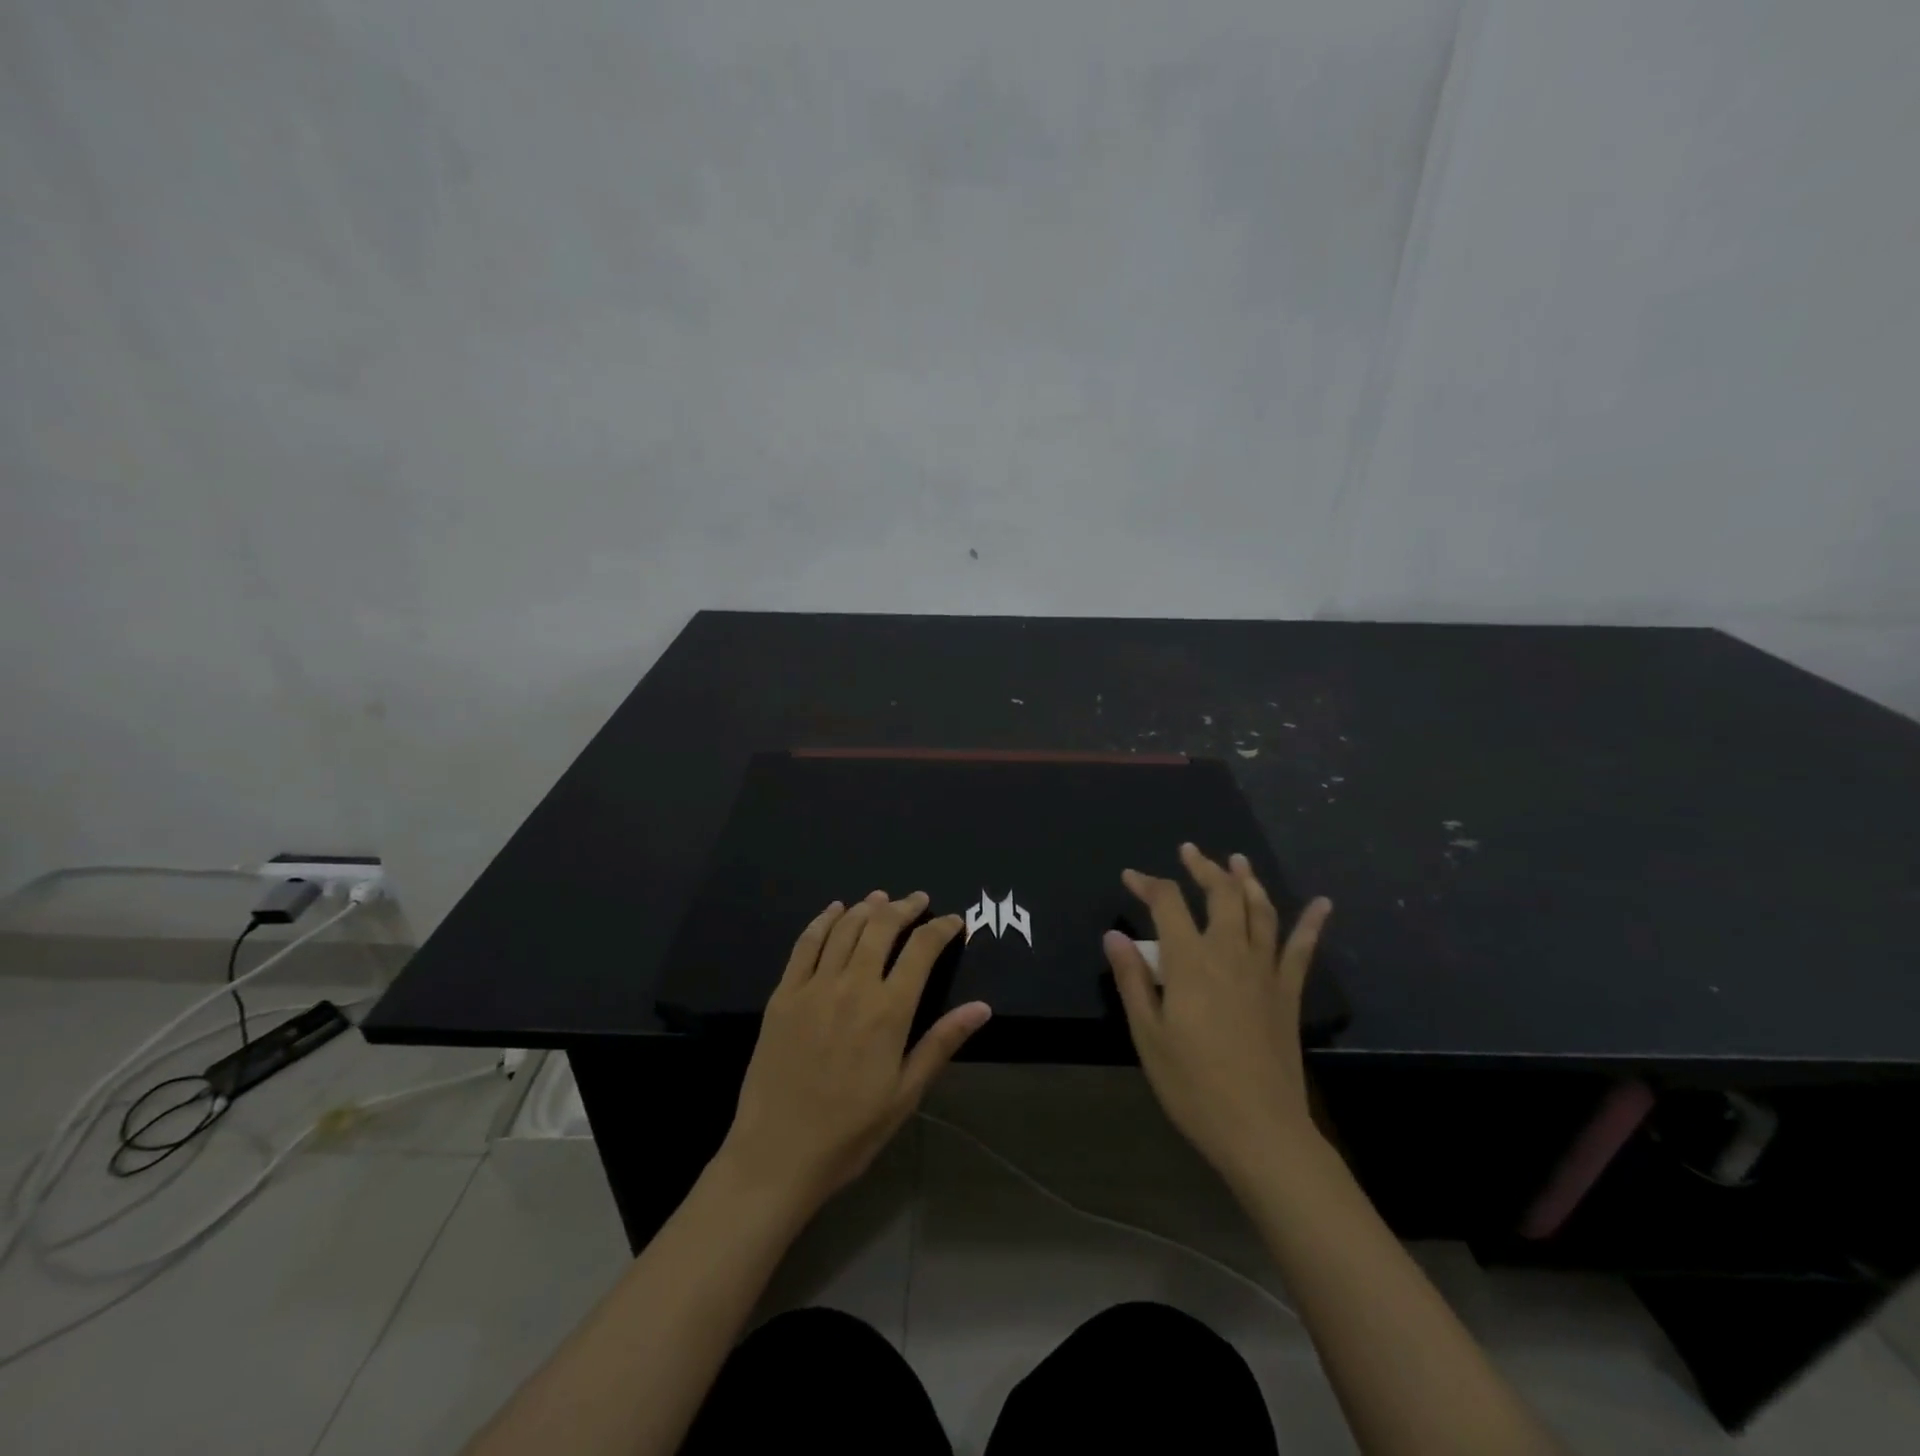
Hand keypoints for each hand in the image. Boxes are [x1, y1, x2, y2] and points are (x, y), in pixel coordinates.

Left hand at [720, 891, 991, 1210]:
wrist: (777, 1153)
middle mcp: (853, 985)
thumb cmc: (850, 1131)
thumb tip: (982, 1007)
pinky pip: (805, 944)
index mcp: (889, 1011)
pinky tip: (834, 910)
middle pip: (882, 927)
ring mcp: (814, 986)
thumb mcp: (906, 1093)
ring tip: (882, 899)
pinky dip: (823, 921)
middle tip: (918, 900)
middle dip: (905, 908)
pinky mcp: (784, 994)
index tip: (954, 920)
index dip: (941, 928)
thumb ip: (942, 1042)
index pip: (922, 950)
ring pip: (845, 928)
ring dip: (867, 907)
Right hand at [1102, 844, 1332, 1189]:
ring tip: (1237, 861)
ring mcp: (1265, 972)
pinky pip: (1302, 950)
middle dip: (1203, 868)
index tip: (1130, 877)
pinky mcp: (1288, 994)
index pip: (1168, 904)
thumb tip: (1115, 935)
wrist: (1261, 1131)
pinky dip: (1312, 924)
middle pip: (1220, 895)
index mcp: (1191, 962)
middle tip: (1189, 852)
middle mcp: (1230, 954)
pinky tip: (1323, 904)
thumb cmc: (1193, 1085)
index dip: (1147, 884)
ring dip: (1248, 881)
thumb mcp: (1148, 1035)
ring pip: (1260, 911)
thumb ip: (1133, 980)